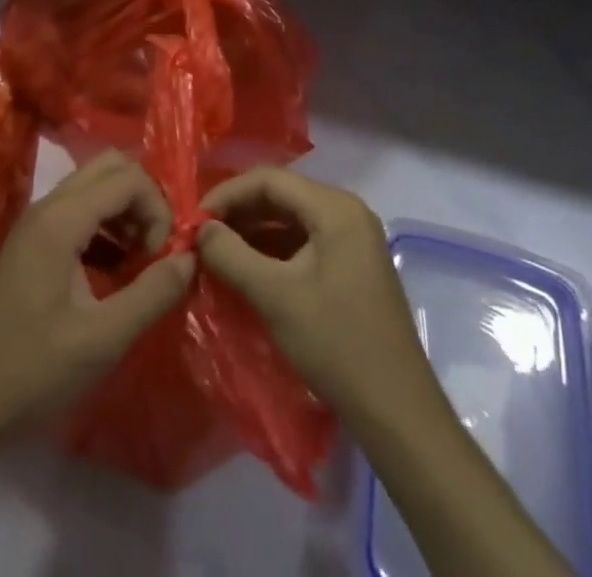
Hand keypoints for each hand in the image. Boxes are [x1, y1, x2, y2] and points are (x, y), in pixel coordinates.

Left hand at [0, 152, 194, 447]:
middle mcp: (48, 206)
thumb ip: (152, 294)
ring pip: (94, 187)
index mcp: (62, 219)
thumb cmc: (31, 371)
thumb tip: (191, 257)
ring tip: (139, 264)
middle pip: (110, 168)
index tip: (164, 257)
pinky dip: (105, 227)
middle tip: (155, 249)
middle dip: (143, 200)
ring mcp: (36, 223)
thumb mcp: (102, 340)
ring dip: (125, 213)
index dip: (158, 209)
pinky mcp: (31, 243)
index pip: (129, 178)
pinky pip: (78, 211)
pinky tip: (113, 272)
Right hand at [197, 167, 432, 422]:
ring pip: (291, 220)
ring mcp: (353, 240)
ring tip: (218, 255)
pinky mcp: (352, 267)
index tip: (193, 221)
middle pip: (281, 195)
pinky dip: (273, 252)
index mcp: (335, 207)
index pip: (269, 179)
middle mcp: (347, 212)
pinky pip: (304, 242)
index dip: (227, 194)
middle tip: (201, 238)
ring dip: (253, 233)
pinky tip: (248, 272)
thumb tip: (199, 229)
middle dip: (238, 213)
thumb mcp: (274, 297)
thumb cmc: (336, 345)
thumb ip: (230, 255)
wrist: (397, 412)